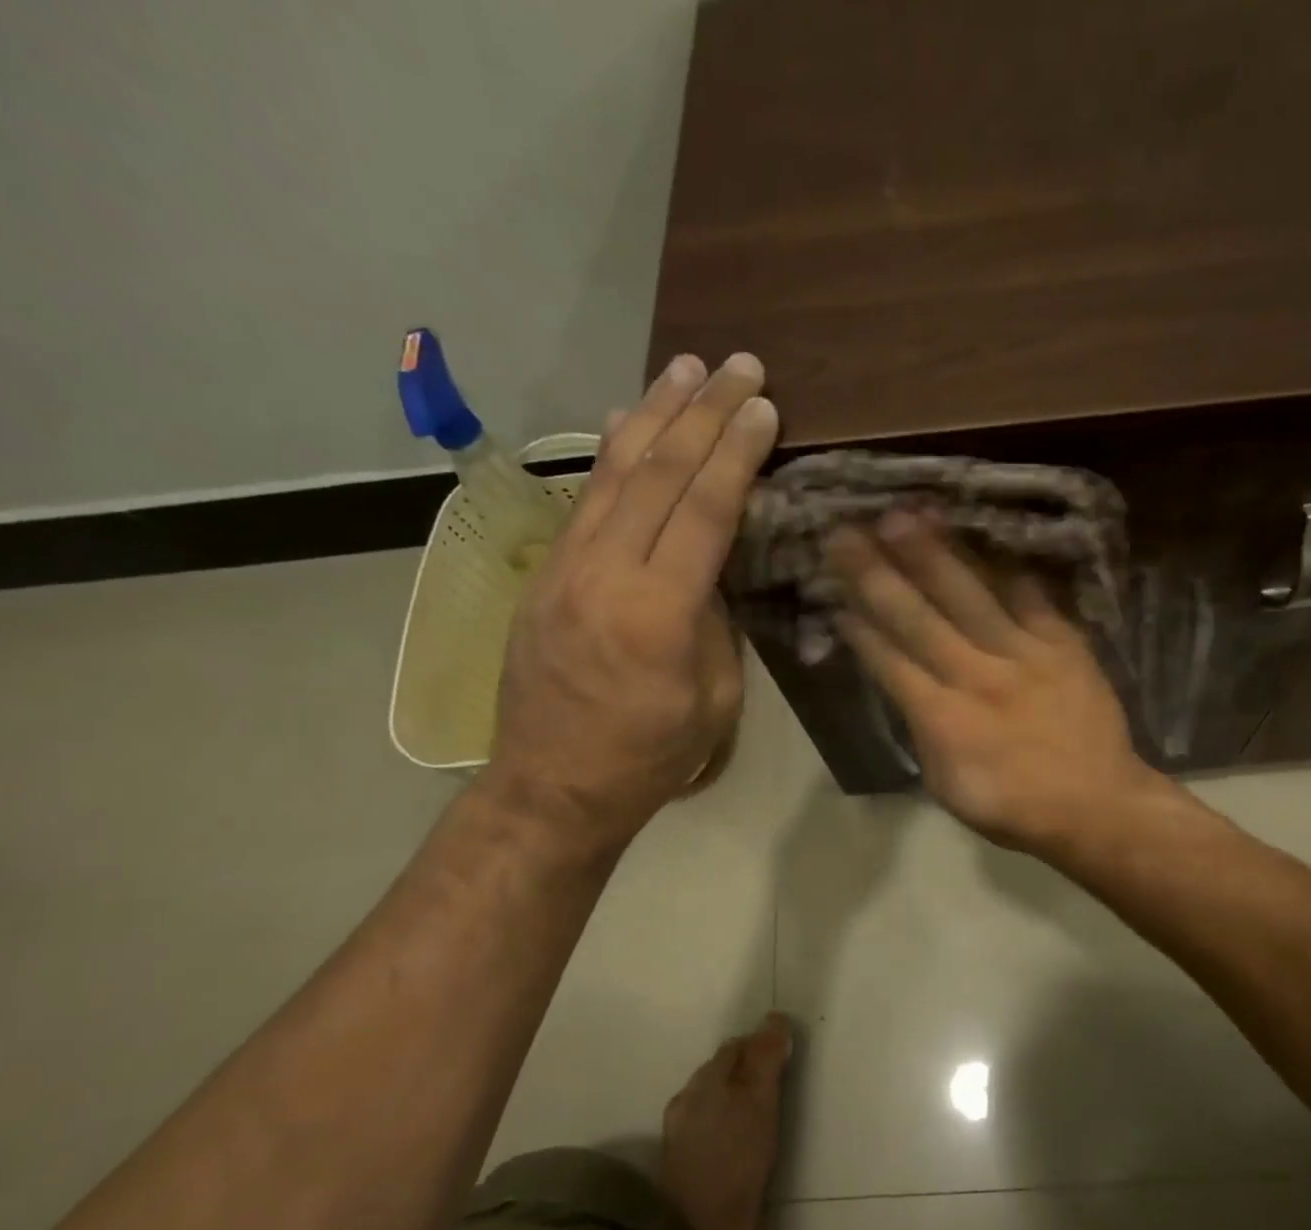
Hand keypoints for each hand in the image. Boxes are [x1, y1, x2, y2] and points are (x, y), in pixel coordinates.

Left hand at [481, 353, 778, 846]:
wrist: (554, 785)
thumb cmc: (651, 754)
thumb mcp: (714, 697)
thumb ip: (717, 620)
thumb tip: (715, 565)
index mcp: (658, 610)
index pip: (706, 508)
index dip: (738, 451)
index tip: (764, 406)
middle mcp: (606, 571)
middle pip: (660, 472)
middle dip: (703, 411)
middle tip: (738, 363)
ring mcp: (566, 566)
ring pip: (614, 470)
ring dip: (653, 413)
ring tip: (684, 367)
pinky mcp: (546, 572)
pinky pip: (586, 498)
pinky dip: (615, 453)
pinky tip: (630, 423)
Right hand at [826, 514, 1158, 853]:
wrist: (1099, 805)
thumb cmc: (1015, 807)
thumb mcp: (949, 787)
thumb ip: (925, 733)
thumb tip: (908, 691)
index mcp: (944, 720)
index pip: (891, 663)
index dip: (860, 628)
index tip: (835, 594)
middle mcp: (978, 677)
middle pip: (919, 619)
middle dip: (877, 574)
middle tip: (846, 532)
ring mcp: (1024, 656)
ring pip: (971, 596)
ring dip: (934, 554)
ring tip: (904, 514)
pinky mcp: (1064, 645)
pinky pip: (1032, 597)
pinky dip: (1007, 568)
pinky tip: (985, 538)